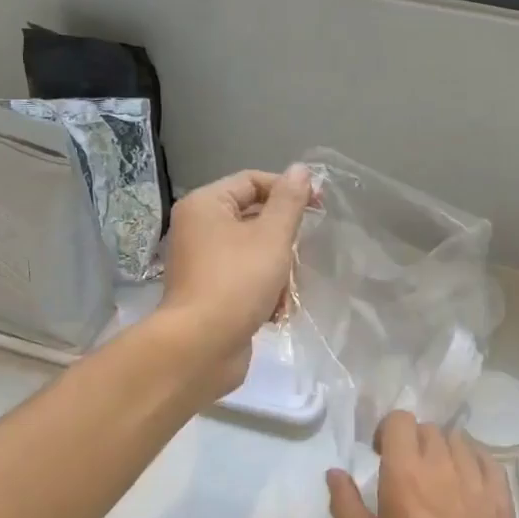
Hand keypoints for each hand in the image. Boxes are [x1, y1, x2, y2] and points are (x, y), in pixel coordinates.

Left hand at [159, 165, 313, 396]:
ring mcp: (202, 264)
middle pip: (254, 219)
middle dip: (283, 241)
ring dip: (278, 272)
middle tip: (300, 256)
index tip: (320, 206)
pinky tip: (275, 313)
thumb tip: (300, 170)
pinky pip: (245, 280)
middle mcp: (198, 229)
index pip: (252, 181)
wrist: (201, 347)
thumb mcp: (271, 237)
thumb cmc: (237, 282)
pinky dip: (264, 293)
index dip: (287, 189)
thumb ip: (289, 201)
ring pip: (254, 253)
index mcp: (205, 205)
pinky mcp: (210, 294)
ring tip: (285, 293)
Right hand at [327, 413, 518, 517]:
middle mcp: (443, 468)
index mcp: (405, 475)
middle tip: (403, 472)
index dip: (386, 431)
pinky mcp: (502, 500)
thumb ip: (346, 505)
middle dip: (412, 442)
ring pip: (458, 441)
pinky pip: (487, 461)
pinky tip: (464, 486)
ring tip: (435, 480)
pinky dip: (472, 462)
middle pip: (428, 429)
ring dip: (441, 451)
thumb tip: (335, 472)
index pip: (400, 420)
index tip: (379, 456)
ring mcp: (478, 482)